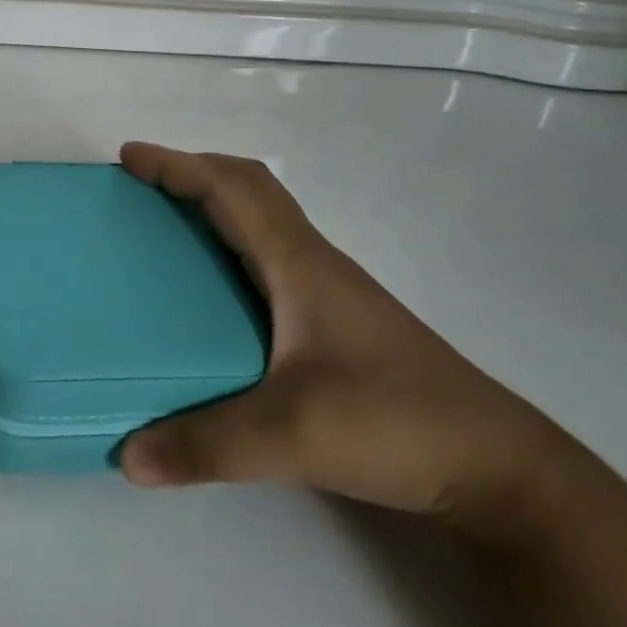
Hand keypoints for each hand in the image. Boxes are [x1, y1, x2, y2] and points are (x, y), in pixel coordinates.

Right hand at [117, 144, 568, 531]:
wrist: (499, 468)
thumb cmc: (396, 424)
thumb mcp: (292, 437)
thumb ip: (206, 446)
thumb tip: (127, 456)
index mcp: (298, 264)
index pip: (230, 189)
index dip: (176, 165)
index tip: (128, 158)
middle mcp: (312, 262)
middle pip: (249, 187)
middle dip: (192, 170)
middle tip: (141, 183)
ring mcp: (329, 289)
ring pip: (264, 218)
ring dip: (215, 201)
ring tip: (167, 223)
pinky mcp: (336, 319)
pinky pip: (271, 252)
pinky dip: (233, 240)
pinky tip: (216, 286)